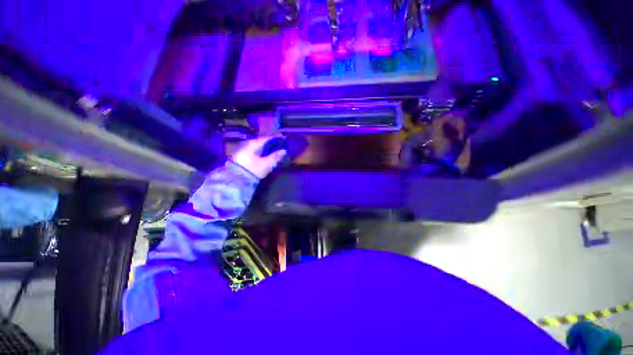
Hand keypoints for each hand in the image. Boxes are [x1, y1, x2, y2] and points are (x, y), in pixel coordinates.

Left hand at [231, 137, 286, 178]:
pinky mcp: (242, 158)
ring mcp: (243, 151)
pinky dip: (261, 154)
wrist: (236, 181)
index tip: (283, 142)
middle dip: (271, 145)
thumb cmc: (253, 170)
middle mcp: (247, 145)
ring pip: (258, 148)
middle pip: (262, 143)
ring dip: (266, 150)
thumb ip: (275, 157)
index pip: (267, 138)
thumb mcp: (266, 164)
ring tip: (275, 154)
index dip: (276, 140)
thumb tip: (284, 150)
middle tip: (280, 149)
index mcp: (253, 144)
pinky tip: (266, 158)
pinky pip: (255, 153)